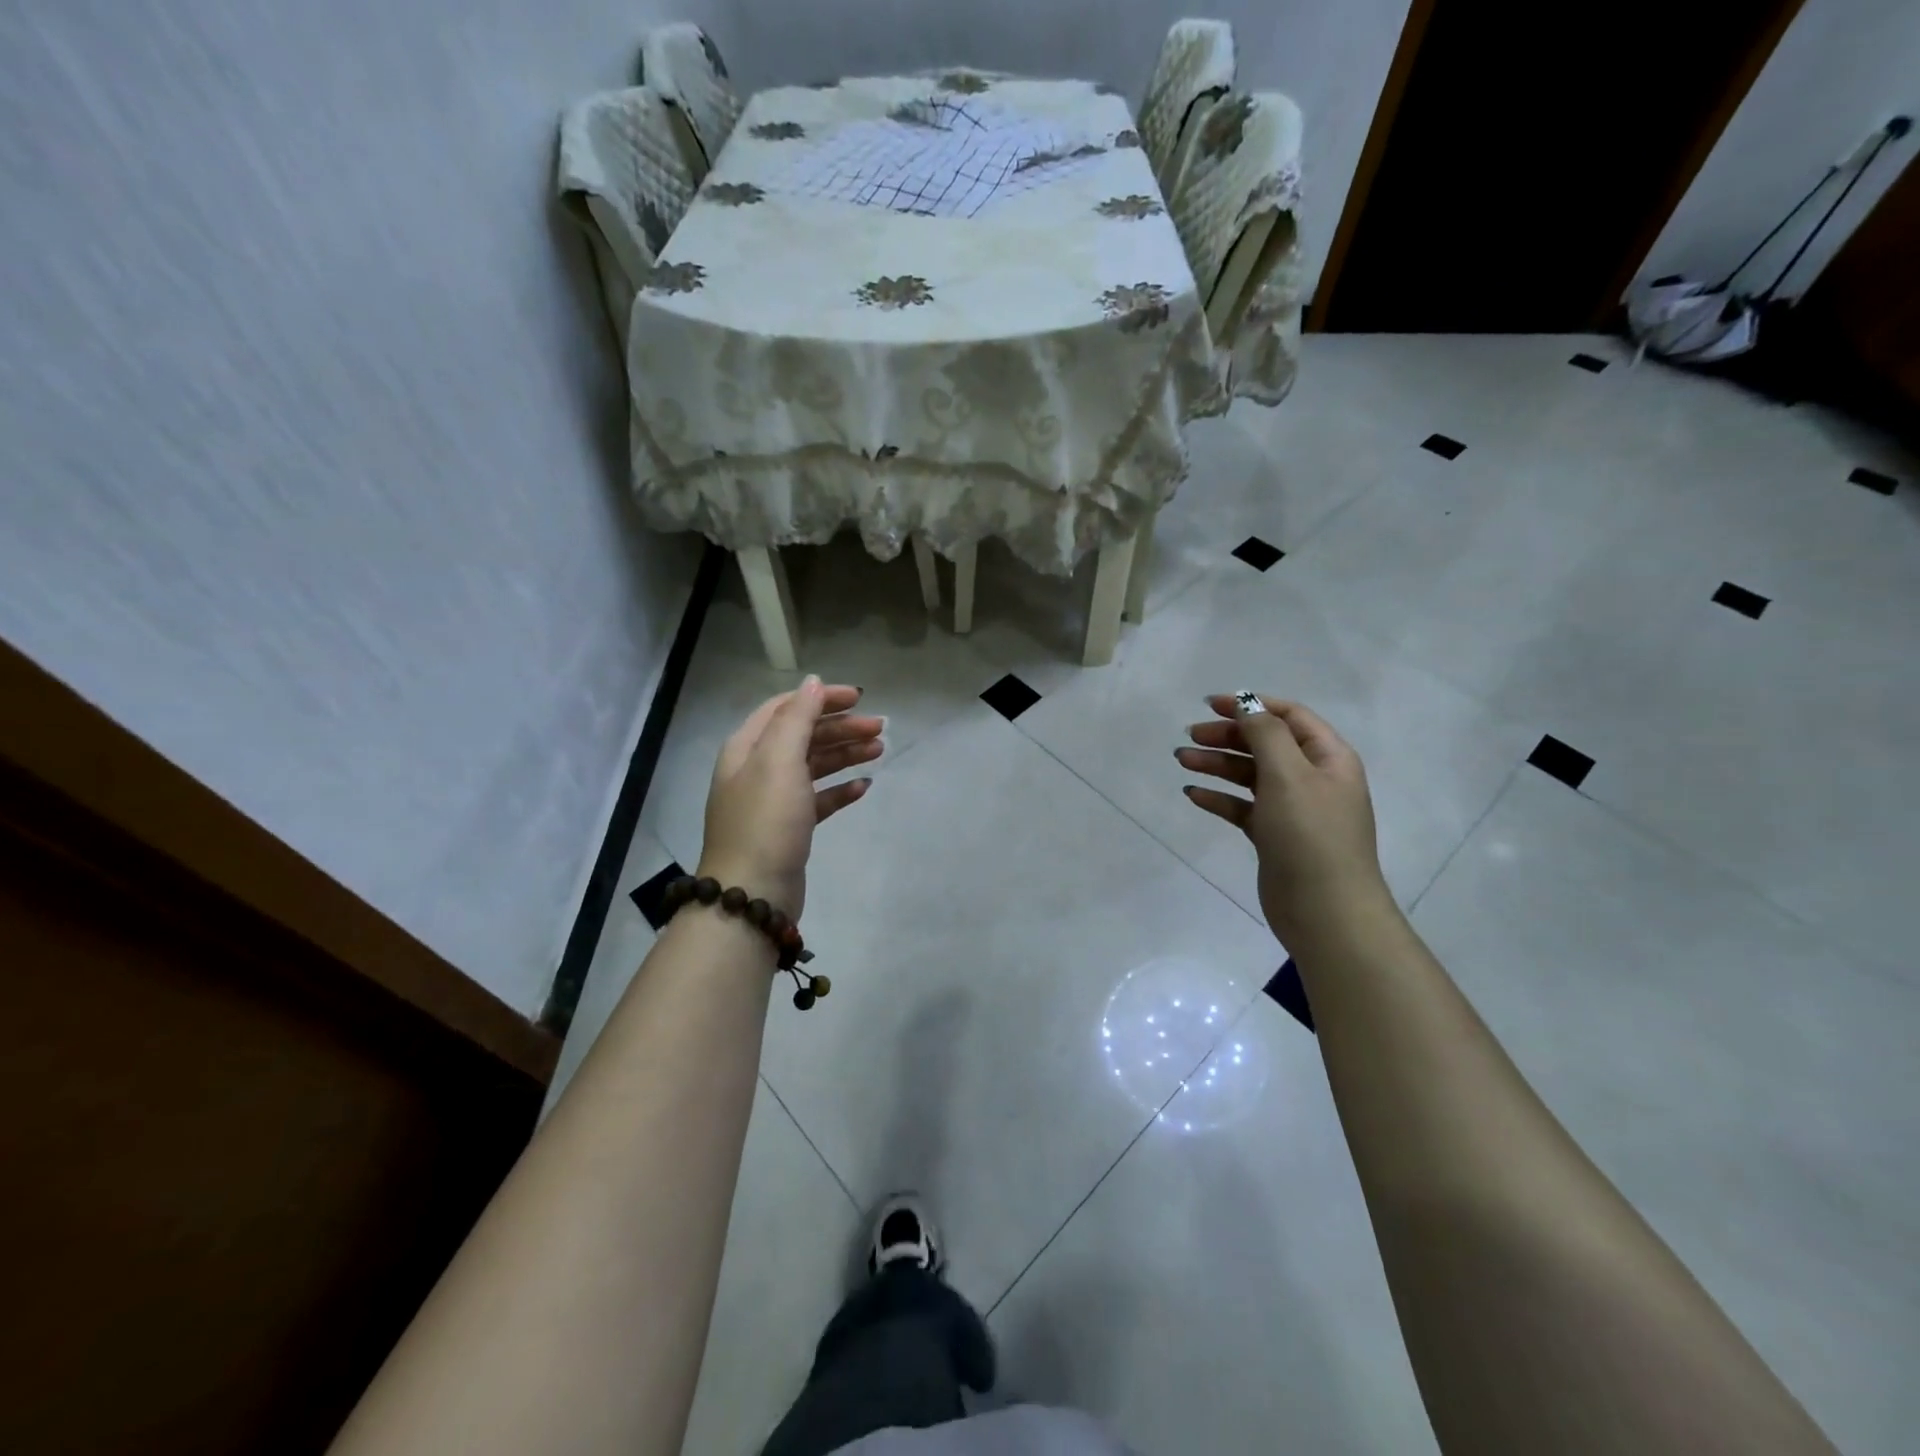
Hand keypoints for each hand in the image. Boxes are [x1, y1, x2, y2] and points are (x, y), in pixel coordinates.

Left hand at [698, 677, 881, 919]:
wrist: (752, 894)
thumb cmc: (766, 820)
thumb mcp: (779, 760)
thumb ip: (797, 718)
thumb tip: (813, 681)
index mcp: (747, 747)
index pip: (786, 708)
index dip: (821, 698)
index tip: (860, 698)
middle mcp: (757, 769)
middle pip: (803, 736)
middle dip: (841, 727)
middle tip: (880, 728)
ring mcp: (773, 800)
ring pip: (813, 766)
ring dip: (845, 754)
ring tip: (879, 751)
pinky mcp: (789, 828)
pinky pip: (818, 799)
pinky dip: (840, 790)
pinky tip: (864, 787)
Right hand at [1176, 694, 1391, 945]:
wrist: (1325, 911)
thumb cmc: (1310, 835)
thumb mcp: (1289, 775)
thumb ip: (1266, 734)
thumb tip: (1247, 705)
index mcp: (1328, 757)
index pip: (1288, 716)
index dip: (1251, 705)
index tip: (1210, 704)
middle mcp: (1312, 778)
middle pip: (1265, 744)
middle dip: (1227, 736)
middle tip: (1189, 737)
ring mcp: (1293, 809)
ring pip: (1250, 775)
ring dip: (1217, 764)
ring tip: (1181, 762)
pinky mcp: (1273, 836)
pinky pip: (1242, 807)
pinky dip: (1219, 798)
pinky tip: (1193, 795)